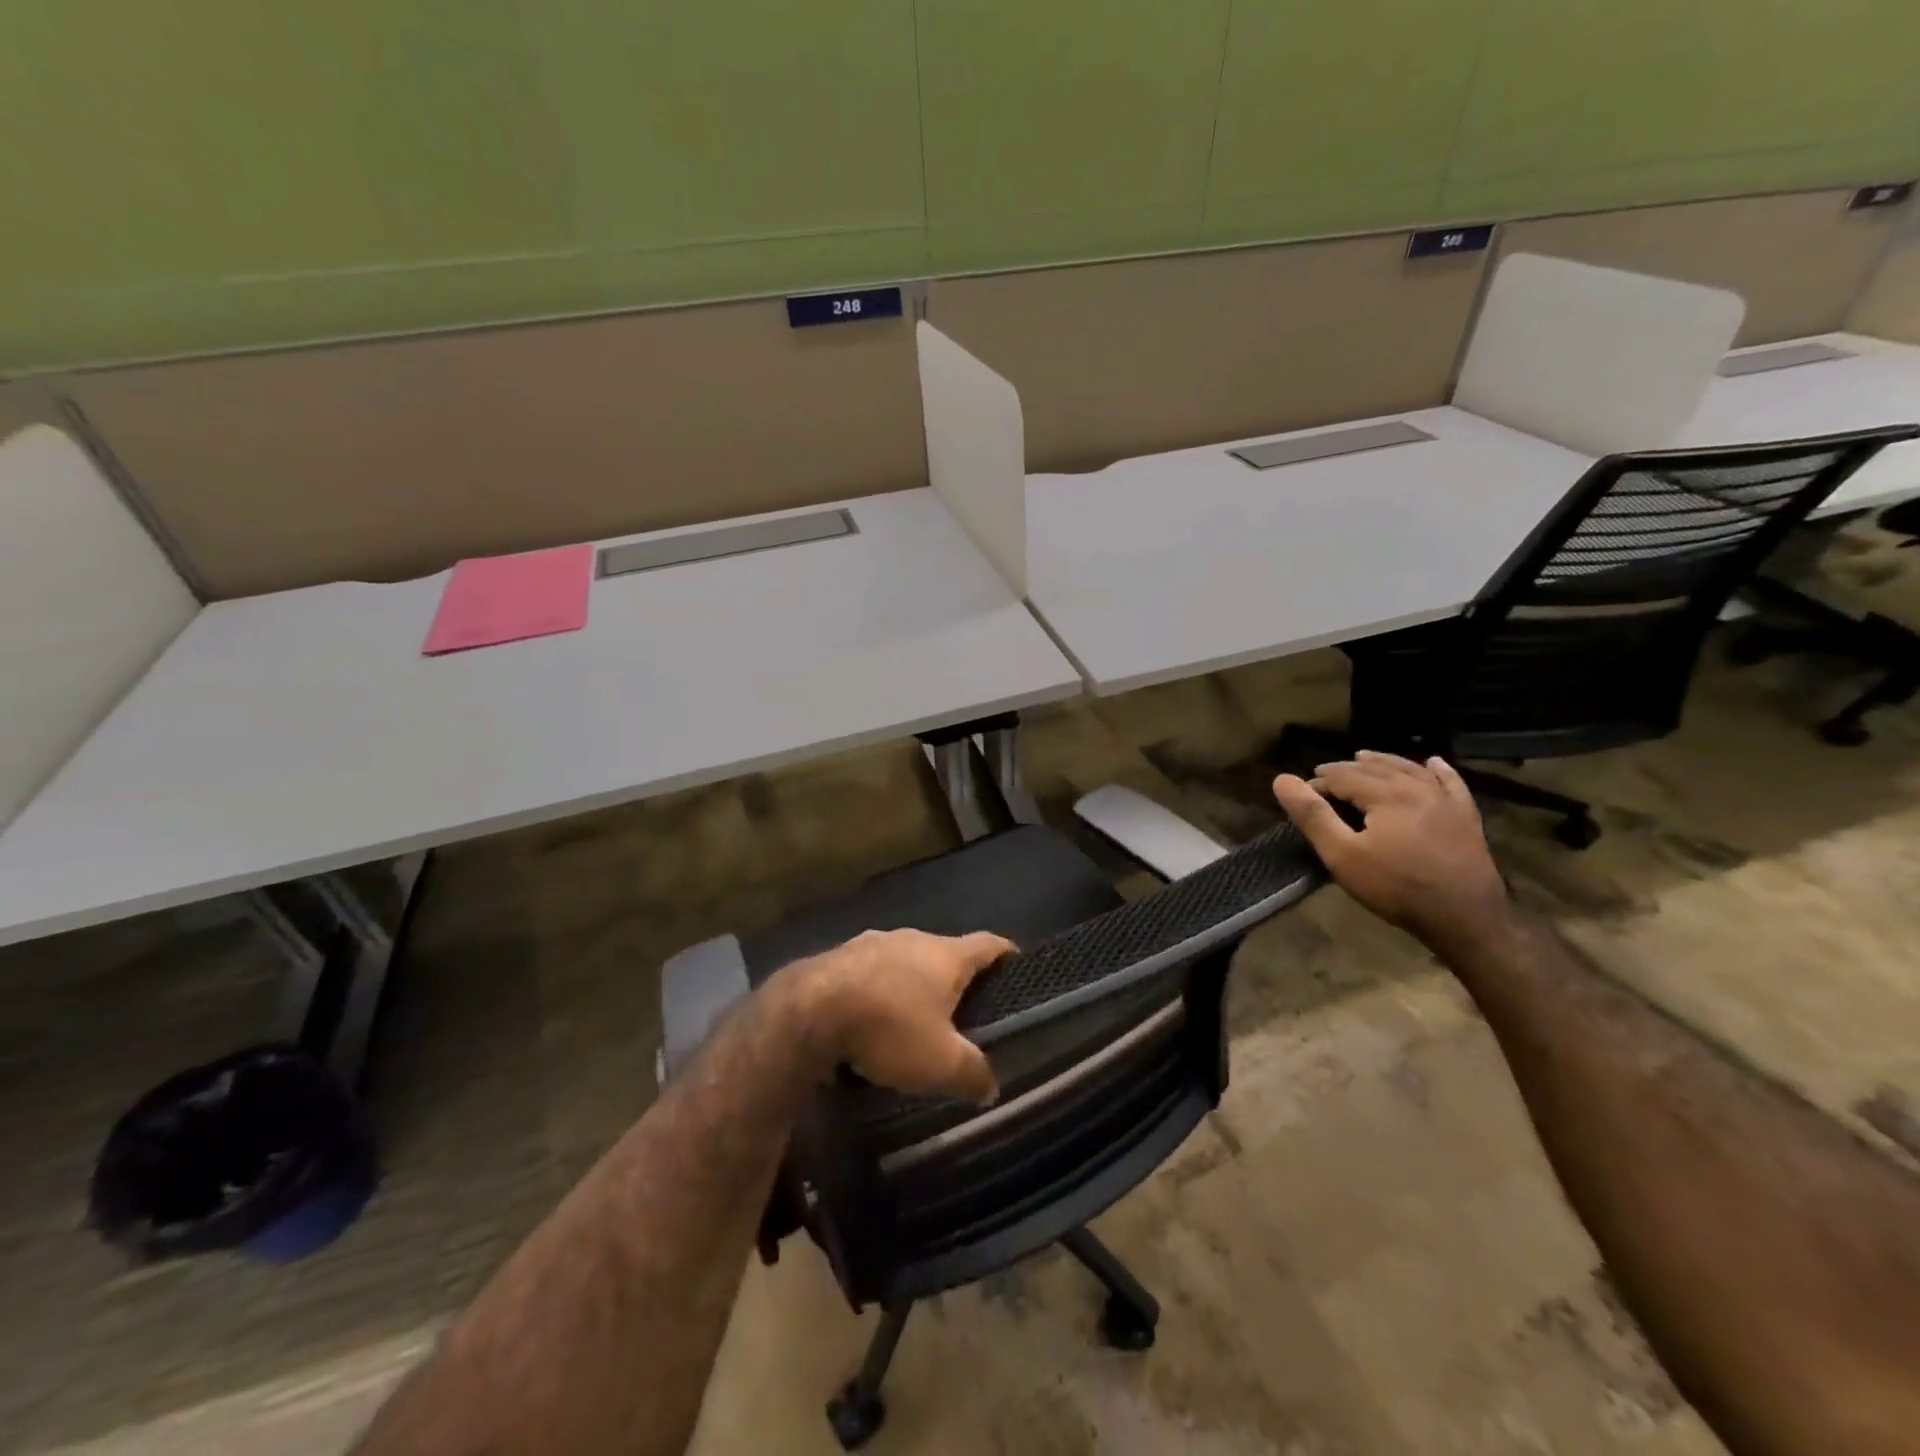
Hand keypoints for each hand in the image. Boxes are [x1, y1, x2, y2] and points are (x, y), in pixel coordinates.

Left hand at [785, 929, 1012, 1102]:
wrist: (809, 1010)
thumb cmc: (889, 1027)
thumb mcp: (940, 1063)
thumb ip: (972, 1073)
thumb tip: (992, 1087)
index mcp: (946, 955)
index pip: (989, 944)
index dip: (1006, 954)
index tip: (1017, 965)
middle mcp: (912, 938)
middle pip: (944, 951)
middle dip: (955, 976)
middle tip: (964, 1007)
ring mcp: (872, 942)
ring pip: (904, 959)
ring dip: (912, 981)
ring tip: (915, 1015)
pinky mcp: (839, 955)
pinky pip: (870, 970)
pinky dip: (878, 989)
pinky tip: (870, 1017)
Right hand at [1273, 751, 1509, 951]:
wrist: (1465, 919)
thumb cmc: (1396, 888)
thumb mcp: (1342, 855)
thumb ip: (1313, 816)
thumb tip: (1282, 780)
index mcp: (1387, 794)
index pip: (1345, 776)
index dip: (1321, 781)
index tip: (1302, 793)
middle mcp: (1418, 788)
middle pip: (1377, 770)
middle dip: (1348, 769)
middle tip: (1325, 774)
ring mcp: (1446, 802)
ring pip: (1411, 770)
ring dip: (1385, 762)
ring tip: (1365, 758)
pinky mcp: (1467, 818)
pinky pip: (1452, 784)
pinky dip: (1439, 771)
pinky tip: (1434, 763)